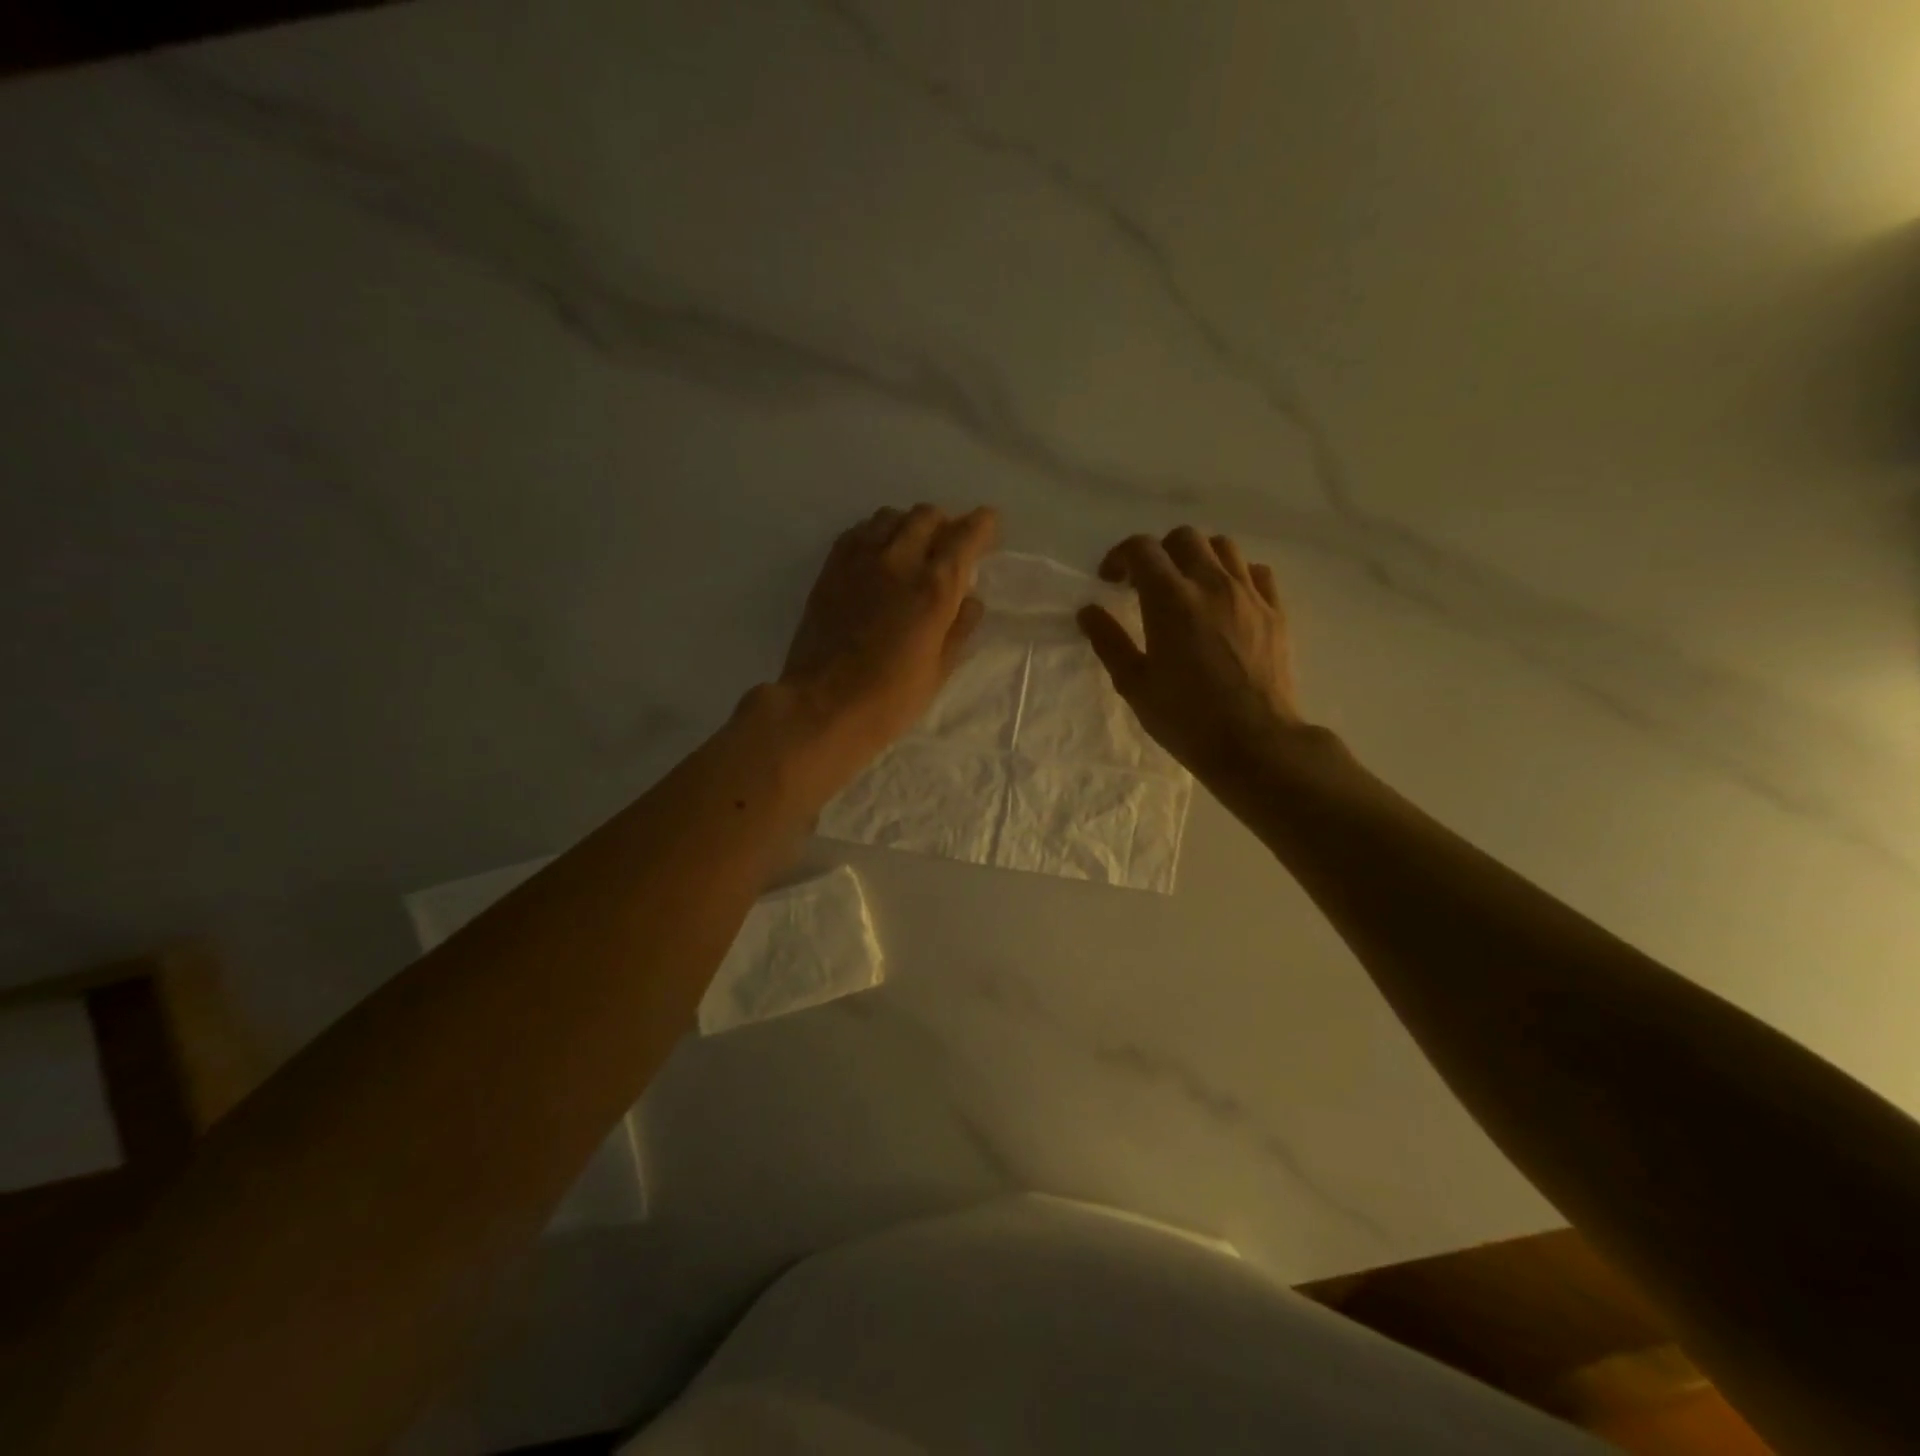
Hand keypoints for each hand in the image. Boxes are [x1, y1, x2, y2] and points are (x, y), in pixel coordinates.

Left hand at [778, 503, 998, 781]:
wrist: (822, 706)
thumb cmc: (889, 699)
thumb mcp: (938, 671)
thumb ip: (959, 628)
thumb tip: (971, 599)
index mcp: (933, 588)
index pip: (965, 536)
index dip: (983, 525)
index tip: (989, 524)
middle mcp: (899, 561)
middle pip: (927, 516)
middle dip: (946, 524)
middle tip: (951, 544)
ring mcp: (860, 560)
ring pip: (891, 517)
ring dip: (910, 525)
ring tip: (915, 547)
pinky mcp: (831, 568)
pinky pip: (859, 531)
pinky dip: (878, 532)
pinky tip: (880, 553)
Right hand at [1078, 527, 1305, 787]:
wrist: (1255, 743)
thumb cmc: (1186, 718)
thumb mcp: (1134, 685)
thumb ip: (1109, 641)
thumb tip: (1088, 611)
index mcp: (1170, 599)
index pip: (1142, 549)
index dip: (1120, 556)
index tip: (1110, 580)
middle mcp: (1211, 584)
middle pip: (1184, 538)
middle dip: (1159, 552)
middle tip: (1146, 584)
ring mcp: (1249, 594)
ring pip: (1223, 547)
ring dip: (1198, 557)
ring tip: (1188, 586)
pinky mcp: (1275, 611)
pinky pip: (1257, 572)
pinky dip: (1235, 574)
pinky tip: (1226, 599)